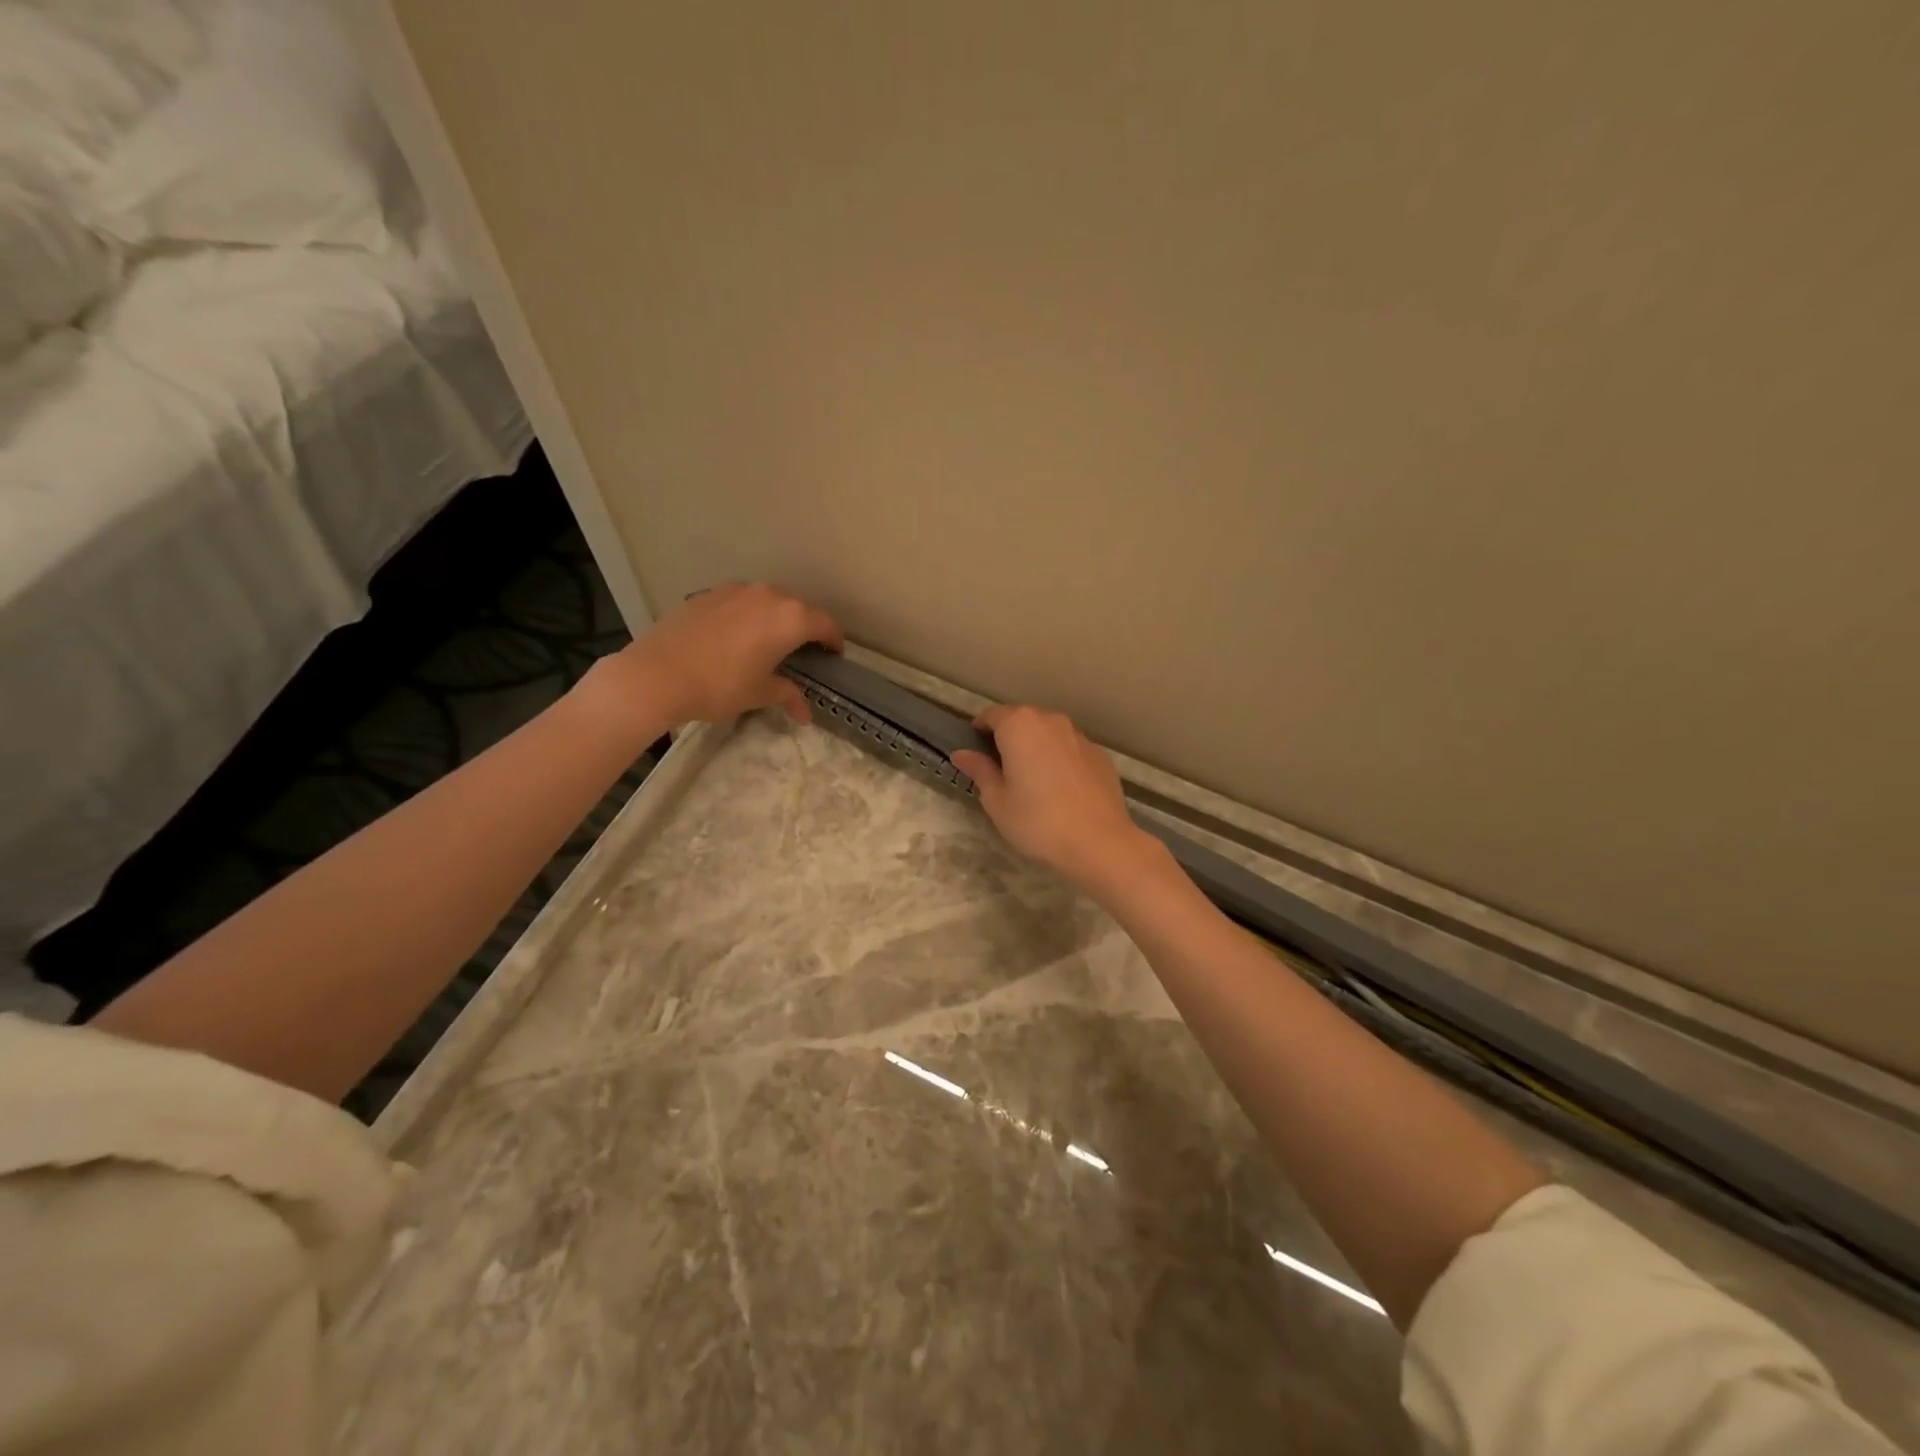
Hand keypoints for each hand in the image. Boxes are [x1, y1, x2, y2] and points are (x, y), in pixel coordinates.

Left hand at [583, 583, 842, 734]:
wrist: (657, 674)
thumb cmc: (720, 686)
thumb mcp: (759, 694)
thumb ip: (787, 695)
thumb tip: (806, 713)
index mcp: (790, 618)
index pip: (825, 624)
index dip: (833, 641)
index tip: (833, 656)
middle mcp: (768, 595)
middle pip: (798, 608)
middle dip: (805, 628)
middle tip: (803, 652)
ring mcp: (736, 590)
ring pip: (768, 600)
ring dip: (775, 618)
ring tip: (769, 642)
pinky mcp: (709, 594)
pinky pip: (741, 601)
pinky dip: (748, 616)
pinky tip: (736, 638)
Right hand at [951, 705, 1163, 899]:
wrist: (1099, 843)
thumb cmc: (1037, 821)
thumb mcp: (997, 800)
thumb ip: (980, 770)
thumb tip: (962, 754)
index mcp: (1020, 726)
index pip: (992, 715)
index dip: (979, 730)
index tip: (974, 751)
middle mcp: (1050, 721)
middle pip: (1022, 720)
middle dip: (1008, 737)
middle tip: (1000, 769)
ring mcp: (1079, 736)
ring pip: (1049, 733)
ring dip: (1036, 747)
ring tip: (1031, 780)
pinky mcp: (1100, 755)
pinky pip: (1070, 749)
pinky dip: (1059, 759)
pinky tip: (1060, 790)